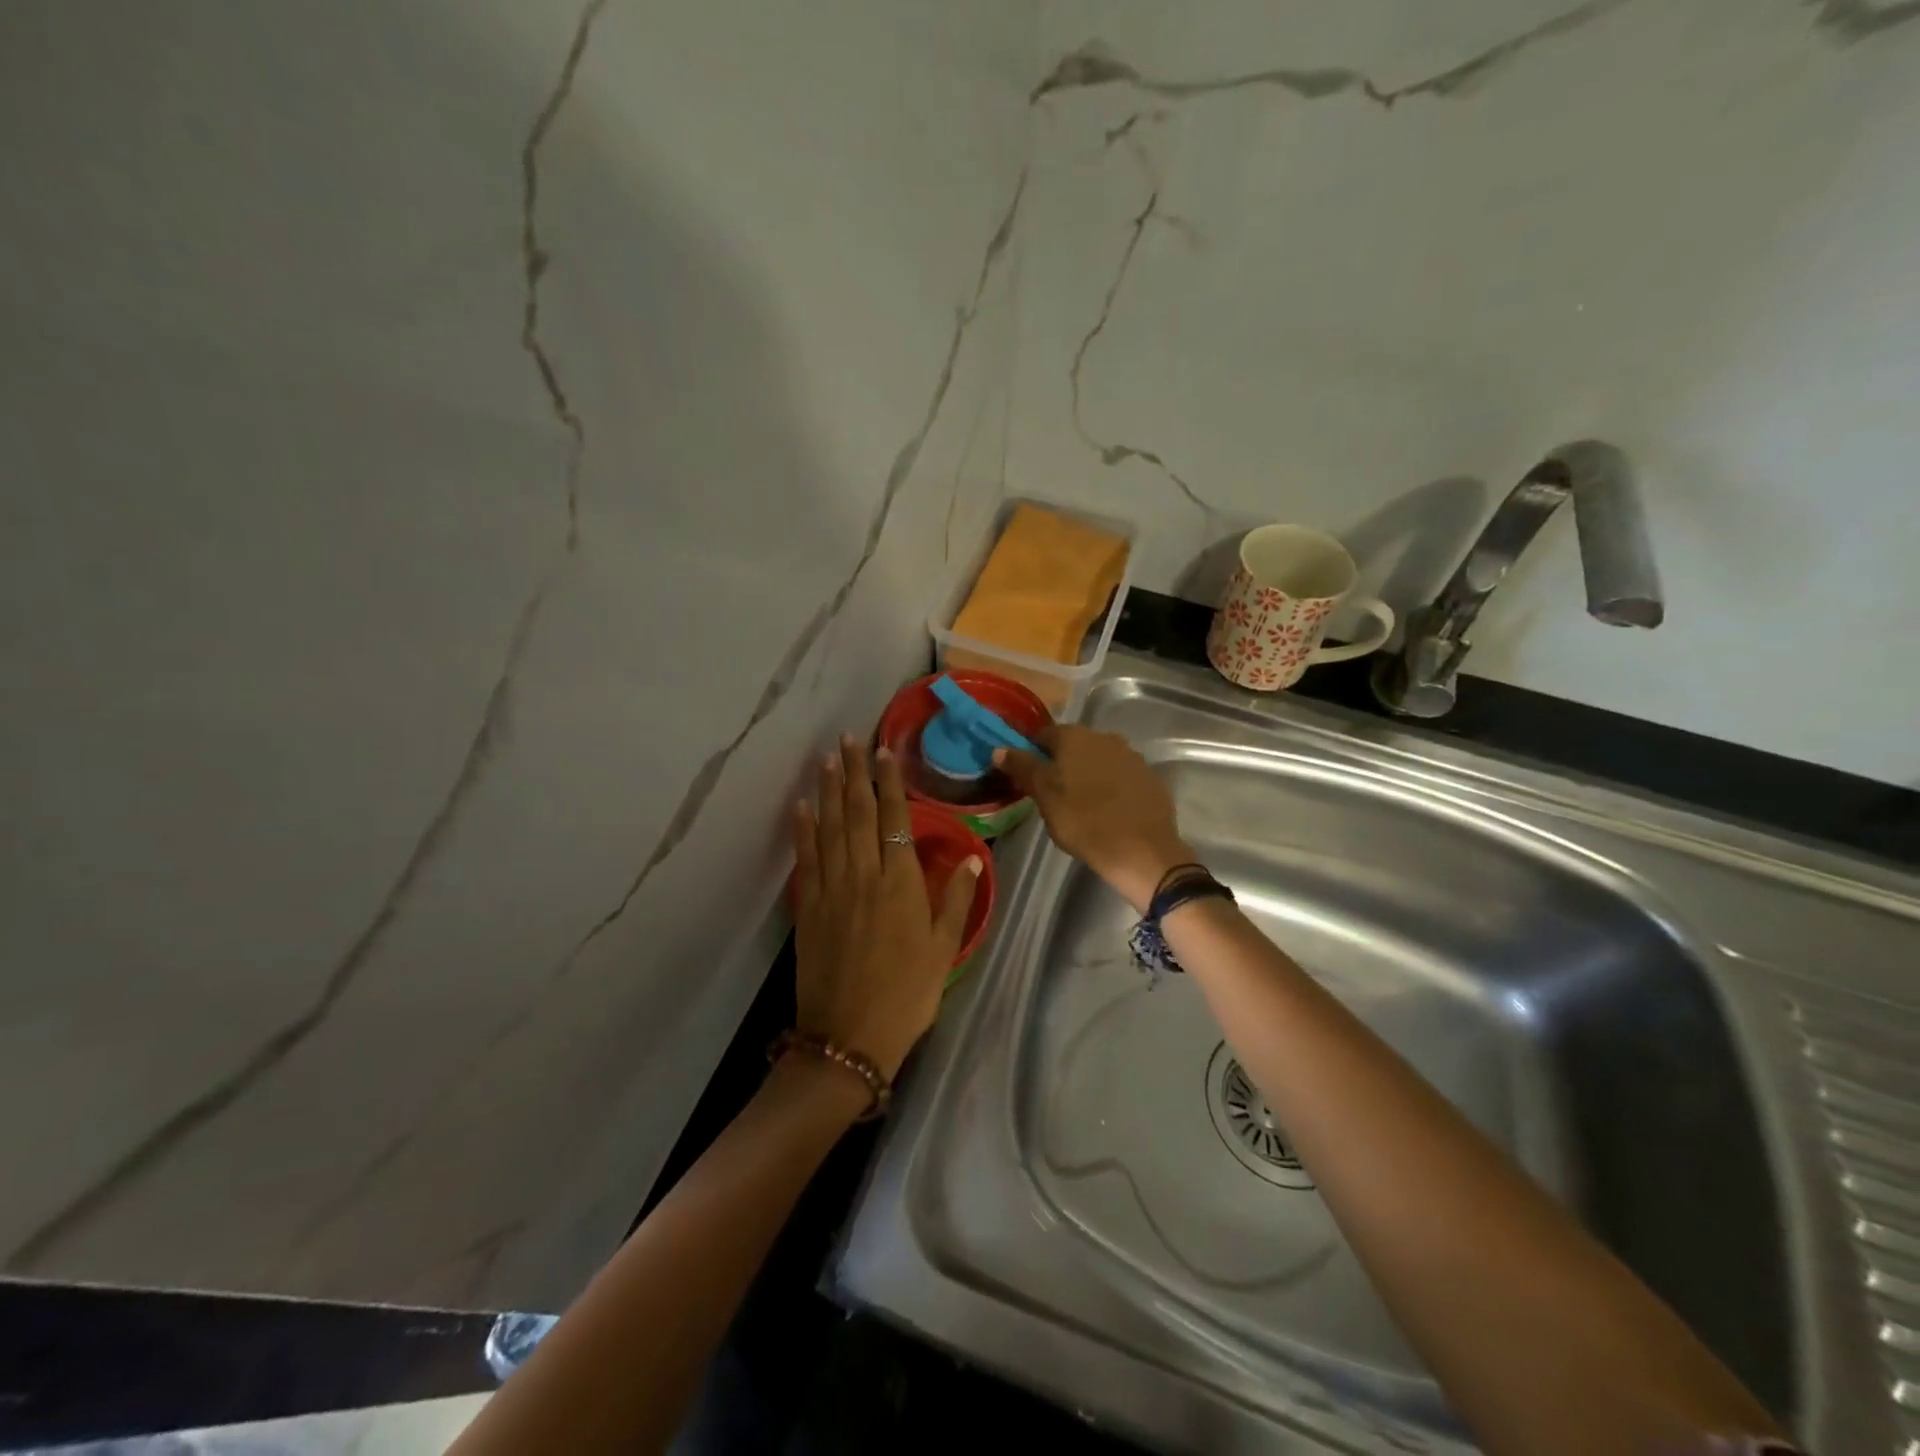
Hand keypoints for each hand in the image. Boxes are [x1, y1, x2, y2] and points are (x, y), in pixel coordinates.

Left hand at [791, 735, 982, 1079]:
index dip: (889, 783)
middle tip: (848, 738)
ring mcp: (831, 889)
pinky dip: (803, 829)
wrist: (848, 1037)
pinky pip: (805, 859)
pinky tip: (801, 806)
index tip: (883, 752)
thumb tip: (973, 857)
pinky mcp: (807, 907)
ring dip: (827, 790)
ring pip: (829, 828)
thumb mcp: (944, 950)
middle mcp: (864, 875)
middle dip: (853, 773)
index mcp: (900, 883)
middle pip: (858, 813)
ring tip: (826, 758)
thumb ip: (956, 900)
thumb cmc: (907, 996)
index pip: (895, 819)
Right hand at [995, 725, 1191, 912]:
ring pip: (1099, 760)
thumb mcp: (1044, 796)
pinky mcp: (1150, 778)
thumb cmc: (1083, 821)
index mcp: (1074, 737)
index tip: (1025, 776)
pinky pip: (1122, 777)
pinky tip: (1108, 810)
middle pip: (1073, 746)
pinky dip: (1112, 788)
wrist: (1141, 850)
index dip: (1031, 753)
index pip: (1043, 735)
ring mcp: (1132, 756)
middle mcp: (1104, 737)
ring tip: (1080, 804)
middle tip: (1051, 793)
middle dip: (1060, 763)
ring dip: (1087, 774)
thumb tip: (999, 750)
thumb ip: (1023, 768)